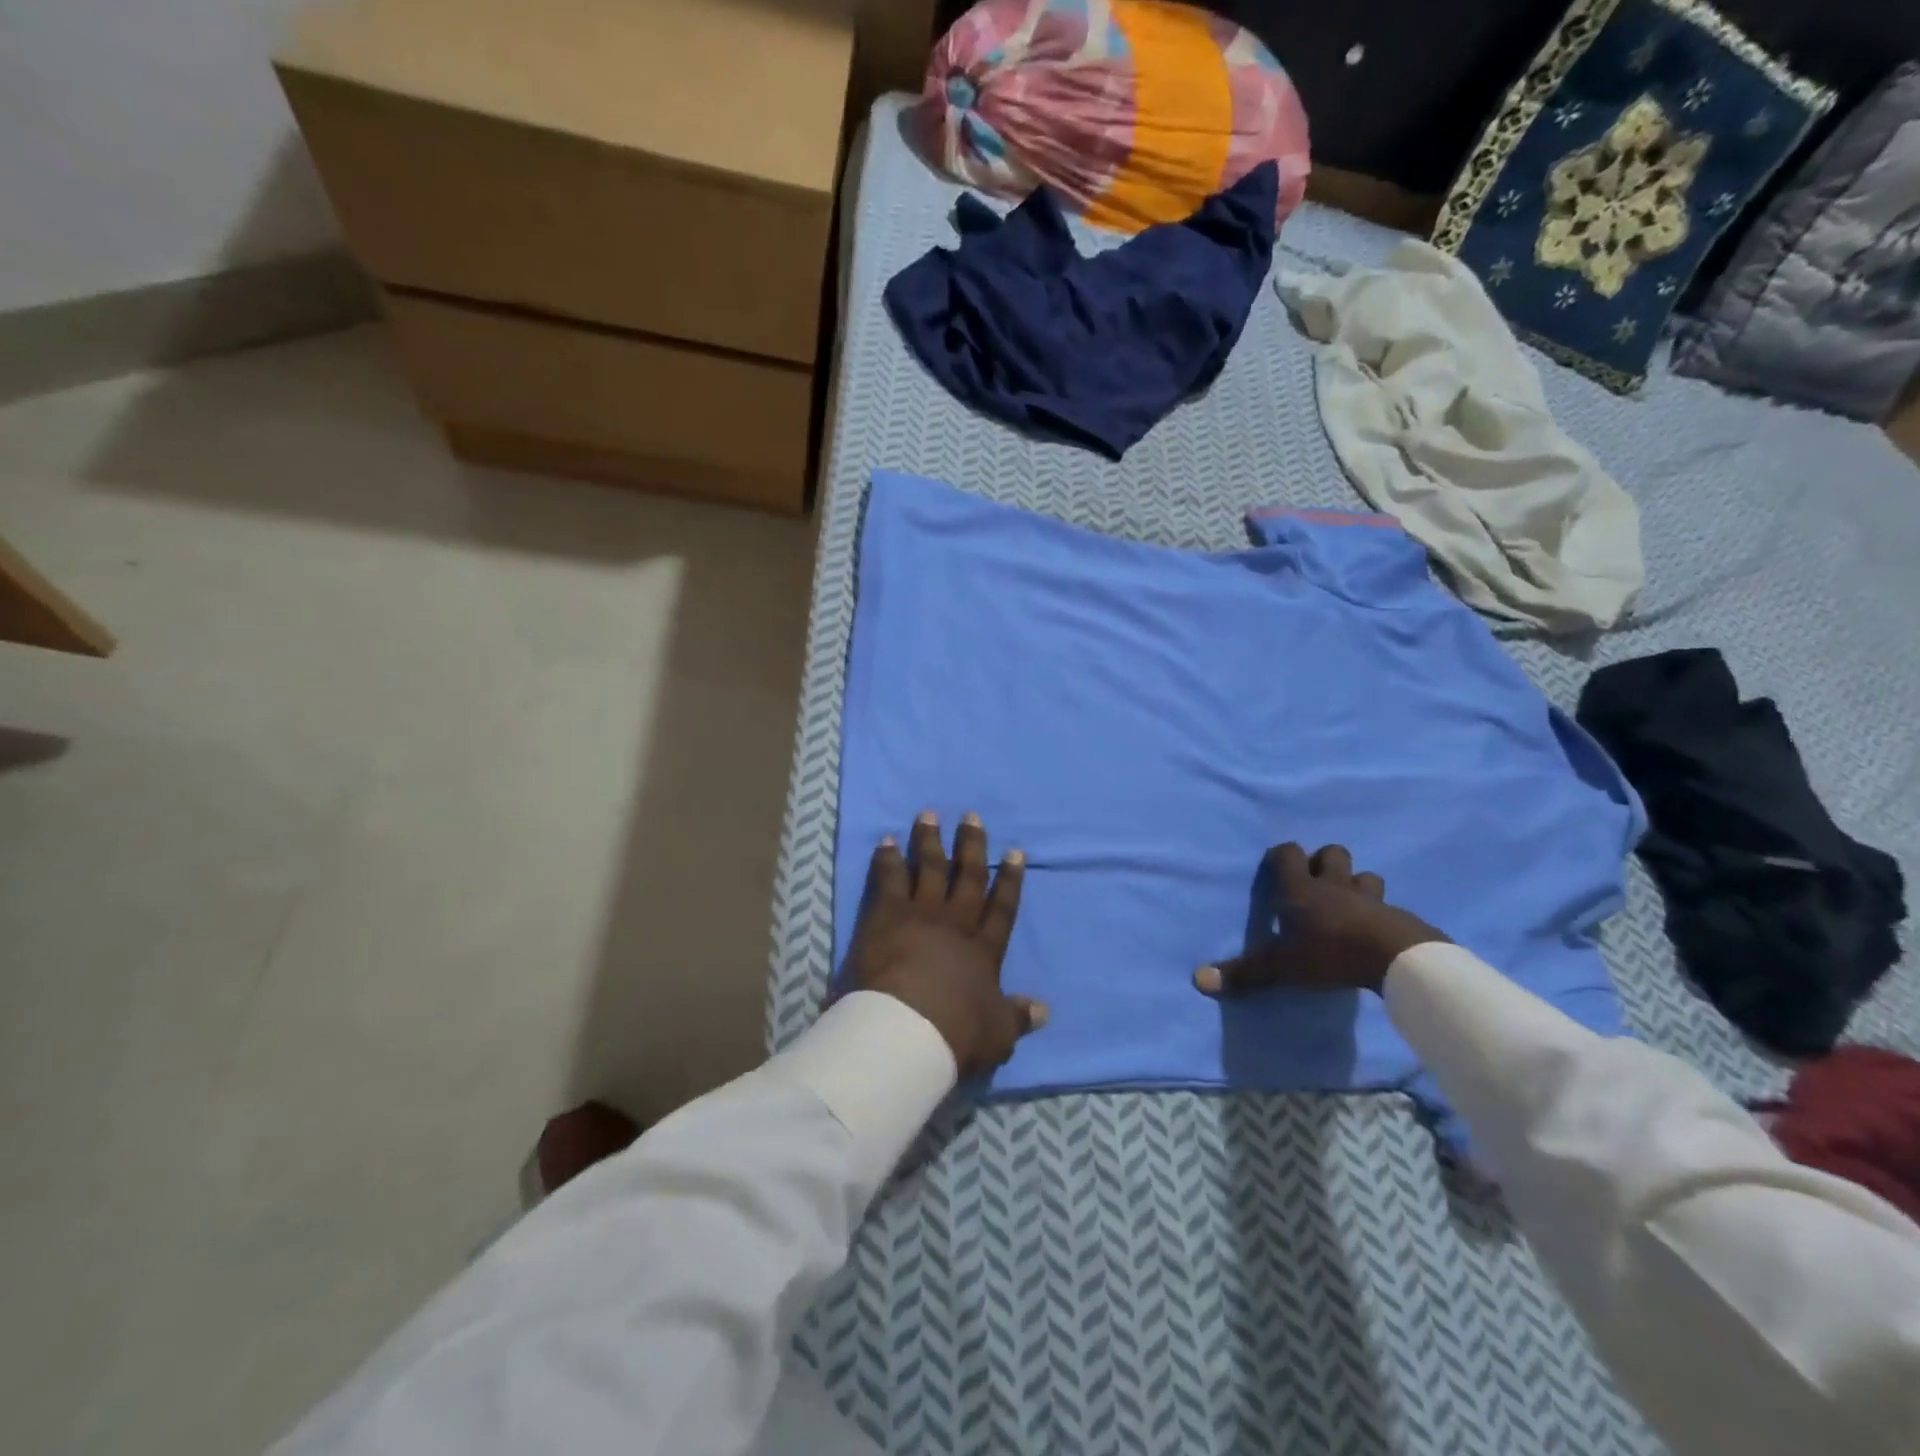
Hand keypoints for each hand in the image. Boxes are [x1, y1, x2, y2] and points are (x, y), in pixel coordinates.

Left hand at [849, 811, 1046, 1077]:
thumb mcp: (998, 1033)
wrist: (907, 1029)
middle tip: (971, 816)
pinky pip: (889, 878)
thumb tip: (1044, 1011)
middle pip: (967, 877)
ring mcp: (921, 913)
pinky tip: (887, 841)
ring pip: (929, 868)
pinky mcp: (887, 914)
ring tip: (928, 815)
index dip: (1010, 880)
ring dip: (929, 841)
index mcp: (984, 949)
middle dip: (972, 846)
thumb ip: (1018, 1017)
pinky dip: (888, 858)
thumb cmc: (956, 1033)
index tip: (1016, 852)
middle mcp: (956, 923)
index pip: (1003, 908)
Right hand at [1193, 843, 1445, 996]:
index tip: (1275, 866)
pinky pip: (1387, 906)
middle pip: (1333, 853)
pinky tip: (1375, 930)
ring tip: (1348, 904)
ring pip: (1365, 876)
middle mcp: (1335, 885)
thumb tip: (1197, 979)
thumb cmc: (1329, 953)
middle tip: (1315, 883)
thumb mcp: (1280, 967)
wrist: (1396, 959)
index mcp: (1302, 889)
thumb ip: (1243, 973)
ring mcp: (1370, 899)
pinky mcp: (1399, 917)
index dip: (1281, 855)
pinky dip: (1379, 912)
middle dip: (1323, 862)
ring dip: (1356, 884)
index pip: (1289, 854)